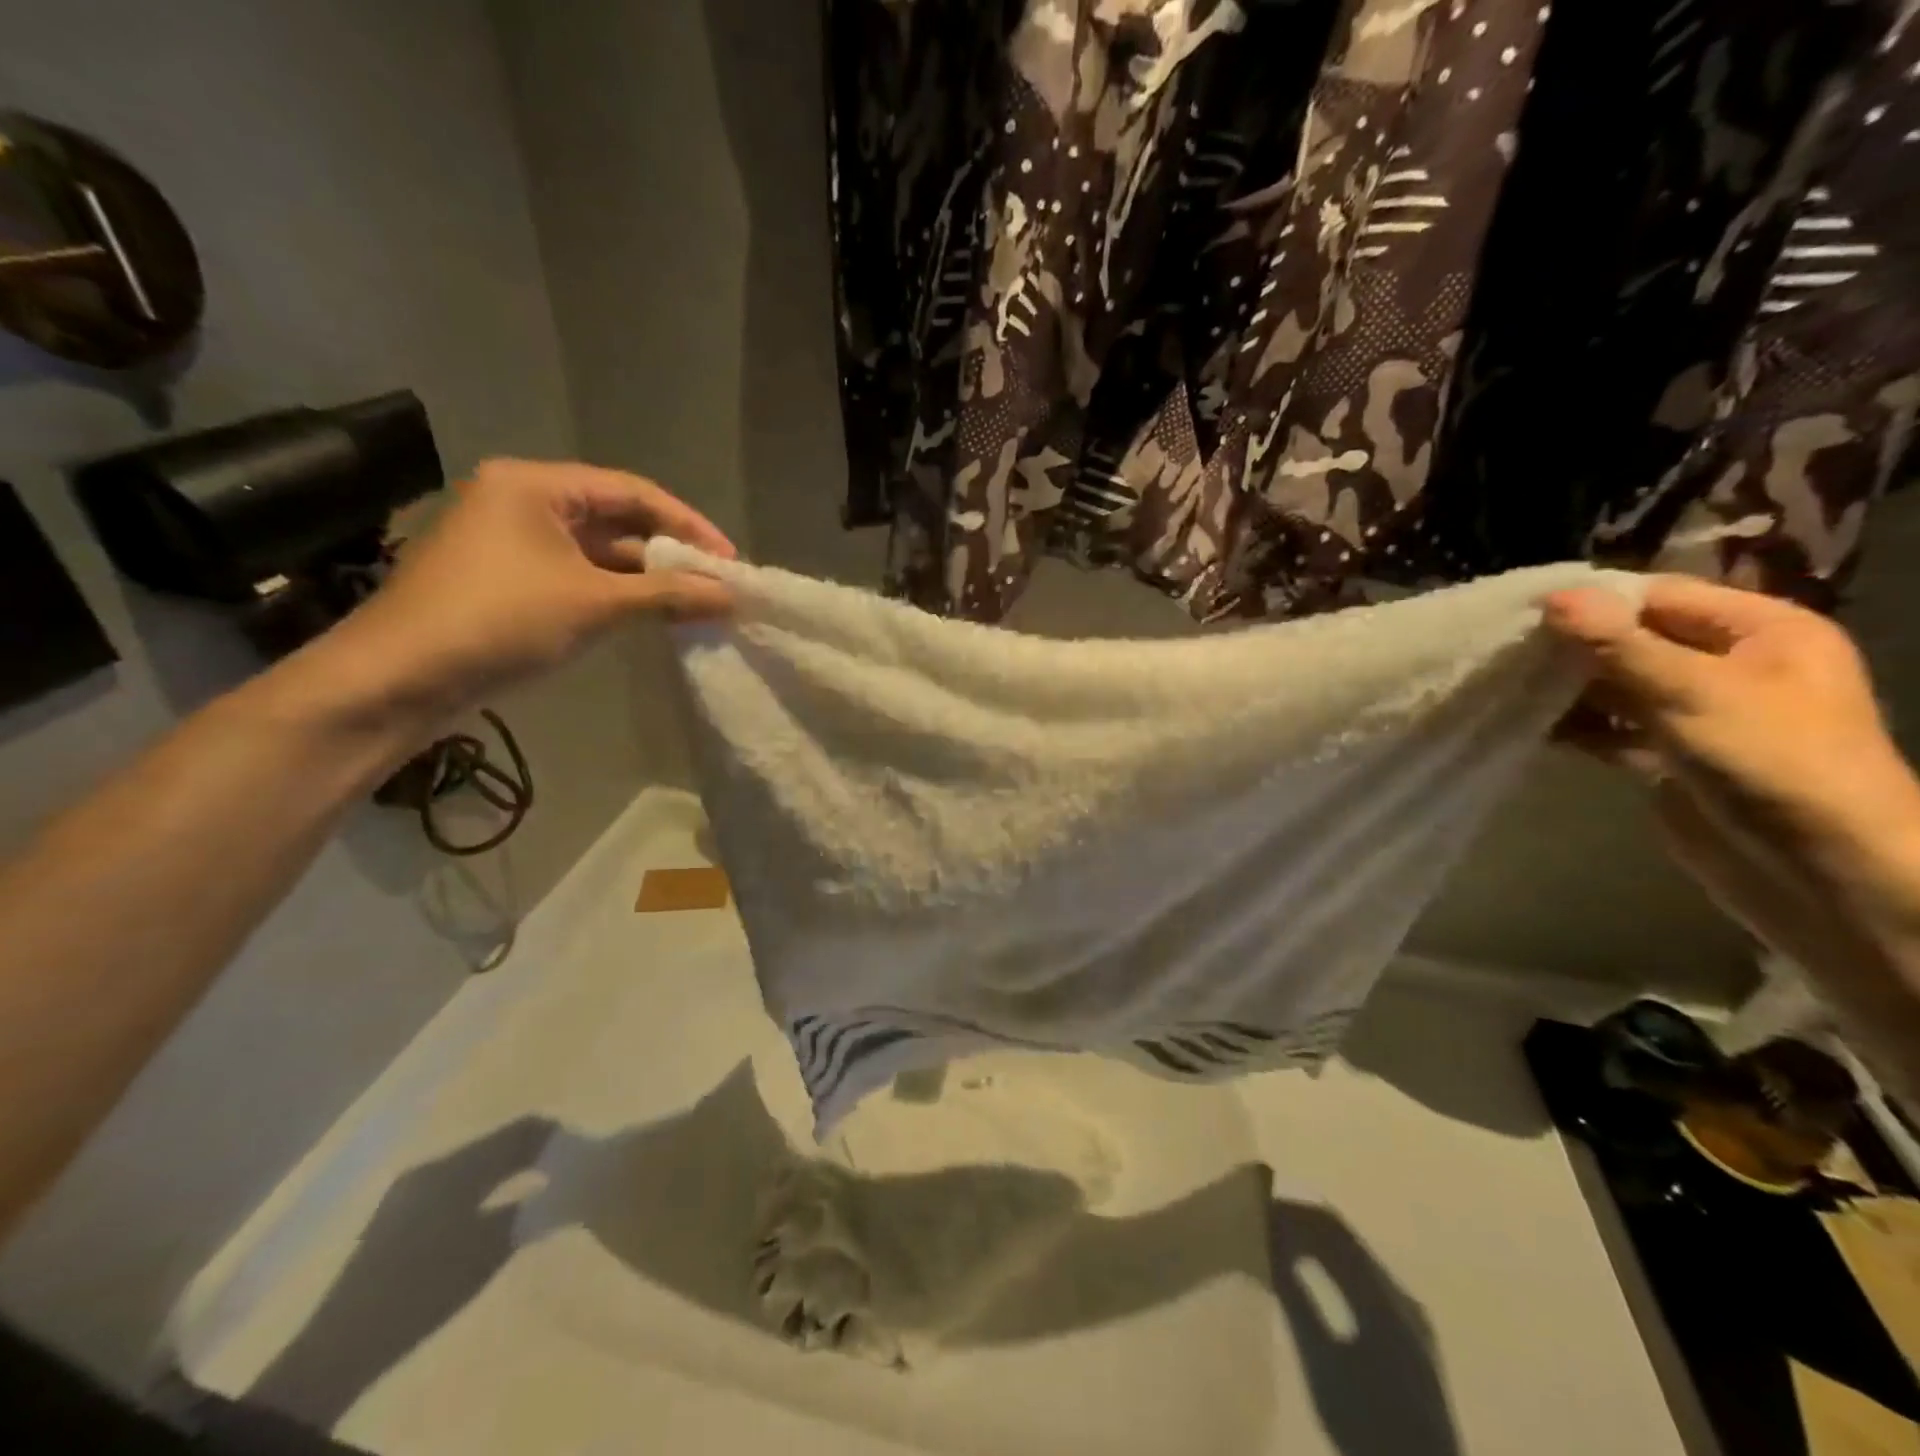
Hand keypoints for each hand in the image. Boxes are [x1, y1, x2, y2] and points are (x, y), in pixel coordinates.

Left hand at [324, 459, 734, 716]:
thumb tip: (731, 597)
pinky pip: (577, 576)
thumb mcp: (594, 603)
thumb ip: (668, 594)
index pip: (632, 492)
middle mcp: (521, 502)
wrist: (399, 678)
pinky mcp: (507, 580)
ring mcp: (511, 543)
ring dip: (645, 577)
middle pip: (615, 519)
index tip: (729, 560)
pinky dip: (615, 593)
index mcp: (535, 485)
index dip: (688, 524)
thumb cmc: (500, 620)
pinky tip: (649, 615)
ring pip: (597, 551)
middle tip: (716, 583)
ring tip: (694, 603)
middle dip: (669, 552)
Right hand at [1542, 576, 1919, 979]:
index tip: (1524, 612)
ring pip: (1619, 686)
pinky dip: (1577, 727)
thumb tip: (1554, 596)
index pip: (1661, 596)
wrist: (1819, 872)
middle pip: (1635, 640)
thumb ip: (1618, 645)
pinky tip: (1532, 726)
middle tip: (1506, 650)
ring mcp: (1700, 714)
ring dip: (1568, 688)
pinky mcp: (1672, 757)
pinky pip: (1614, 728)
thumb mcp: (1692, 692)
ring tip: (1507, 686)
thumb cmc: (1770, 762)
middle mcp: (1732, 665)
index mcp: (1762, 631)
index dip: (1595, 602)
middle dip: (1573, 647)